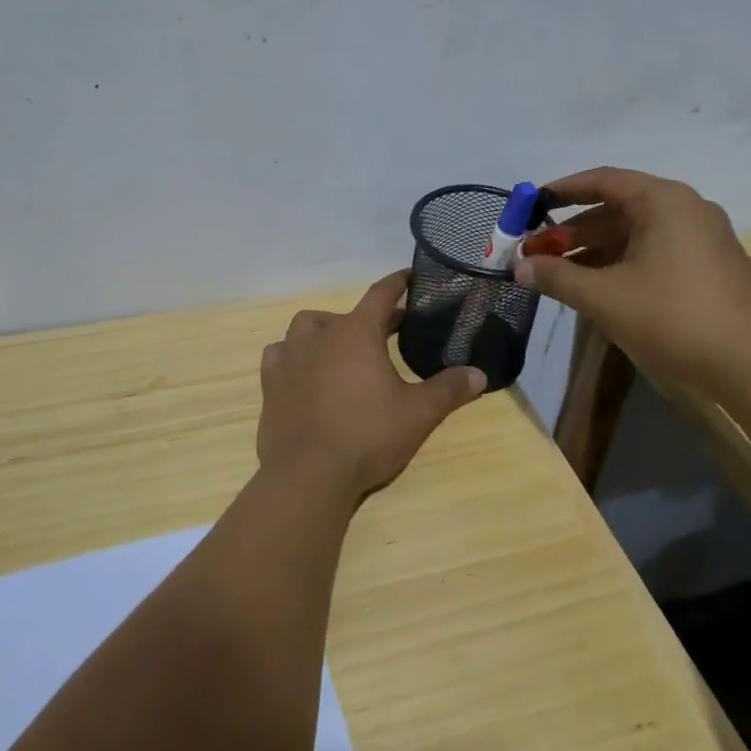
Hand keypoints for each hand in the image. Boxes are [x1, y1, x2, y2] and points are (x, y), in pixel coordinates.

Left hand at [257, 270, 484, 501]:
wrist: (308, 474)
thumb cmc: (367, 435)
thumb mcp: (418, 414)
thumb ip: (448, 390)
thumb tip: (480, 375)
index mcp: (356, 333)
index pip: (380, 294)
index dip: (397, 283)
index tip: (409, 276)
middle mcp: (319, 335)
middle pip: (345, 314)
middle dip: (369, 318)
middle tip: (387, 332)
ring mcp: (289, 358)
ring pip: (306, 328)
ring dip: (326, 331)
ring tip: (342, 350)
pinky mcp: (270, 383)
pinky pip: (280, 355)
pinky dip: (294, 356)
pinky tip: (304, 372)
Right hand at [511, 167, 750, 389]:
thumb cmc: (672, 317)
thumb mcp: (603, 297)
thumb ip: (556, 277)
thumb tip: (520, 267)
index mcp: (663, 201)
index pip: (603, 180)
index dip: (562, 191)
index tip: (531, 205)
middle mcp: (687, 209)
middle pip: (618, 208)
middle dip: (574, 230)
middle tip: (538, 251)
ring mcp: (704, 238)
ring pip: (636, 233)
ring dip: (595, 250)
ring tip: (560, 274)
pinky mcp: (711, 266)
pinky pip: (656, 251)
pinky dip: (622, 262)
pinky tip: (599, 288)